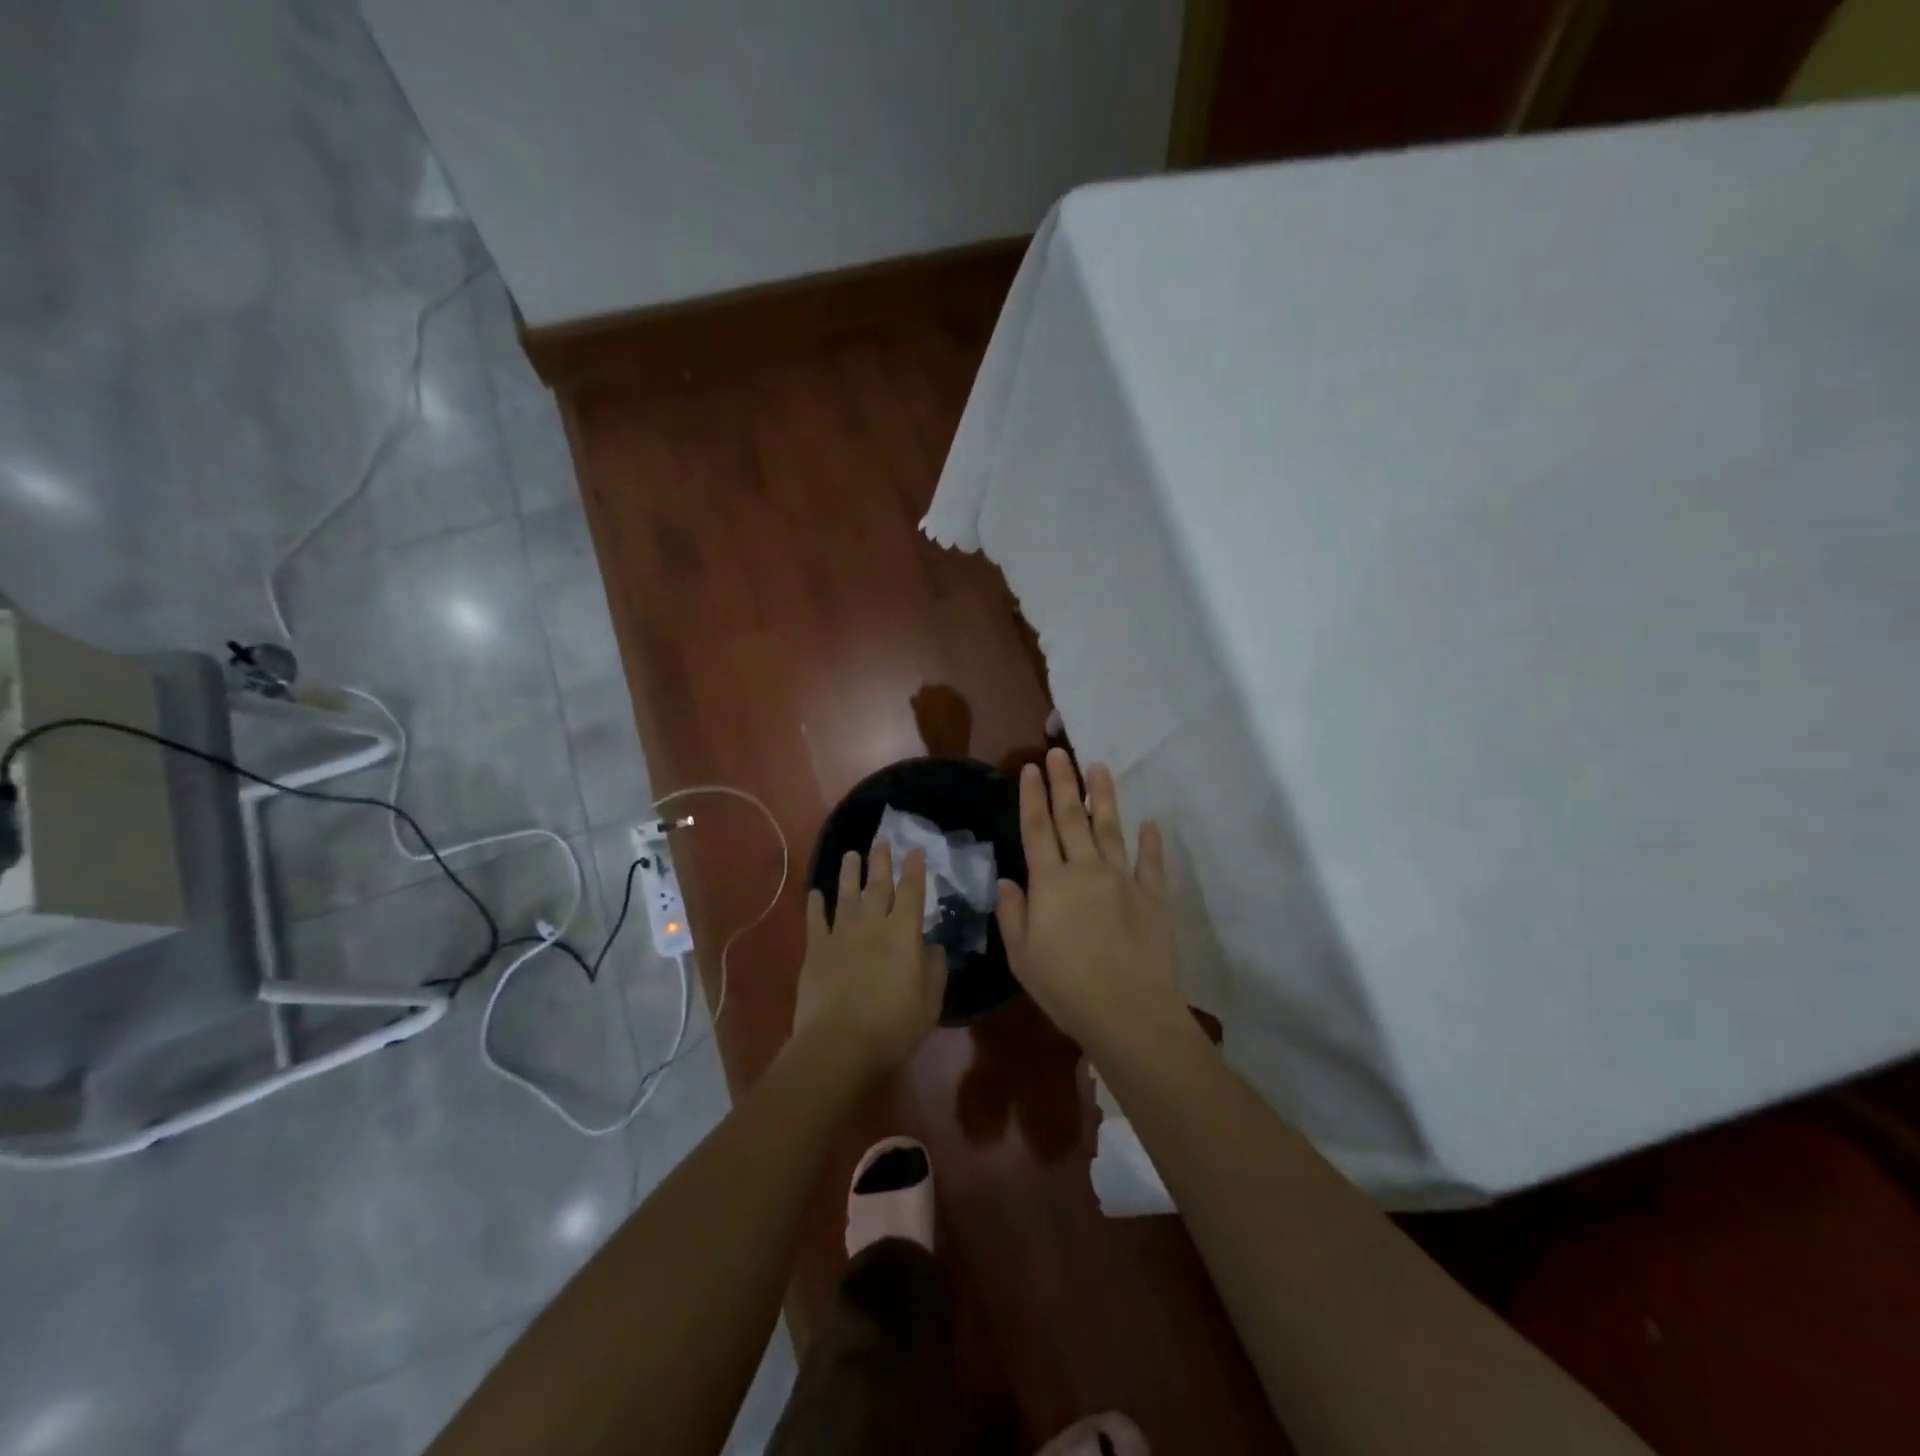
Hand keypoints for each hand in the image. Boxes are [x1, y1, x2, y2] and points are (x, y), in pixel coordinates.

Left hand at [795, 843, 945, 1078]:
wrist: (840, 1043)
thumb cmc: (894, 1024)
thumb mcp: (931, 999)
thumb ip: (935, 967)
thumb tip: (932, 946)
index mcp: (903, 933)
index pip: (911, 892)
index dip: (914, 870)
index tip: (915, 850)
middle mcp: (872, 924)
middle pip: (878, 886)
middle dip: (881, 862)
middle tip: (881, 840)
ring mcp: (841, 935)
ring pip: (847, 895)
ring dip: (850, 873)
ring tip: (852, 854)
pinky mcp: (816, 950)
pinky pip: (816, 920)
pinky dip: (816, 904)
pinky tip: (816, 892)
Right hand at [996, 749, 1190, 1054]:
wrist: (1128, 1012)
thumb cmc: (1065, 988)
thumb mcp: (1022, 956)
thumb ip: (1013, 914)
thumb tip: (1007, 881)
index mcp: (1050, 883)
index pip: (1037, 829)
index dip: (1032, 797)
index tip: (1029, 768)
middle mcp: (1085, 870)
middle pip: (1072, 818)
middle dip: (1063, 782)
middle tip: (1058, 752)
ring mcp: (1122, 880)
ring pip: (1110, 828)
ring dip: (1104, 797)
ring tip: (1099, 767)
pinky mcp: (1152, 897)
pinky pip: (1151, 863)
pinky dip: (1150, 842)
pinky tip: (1150, 824)